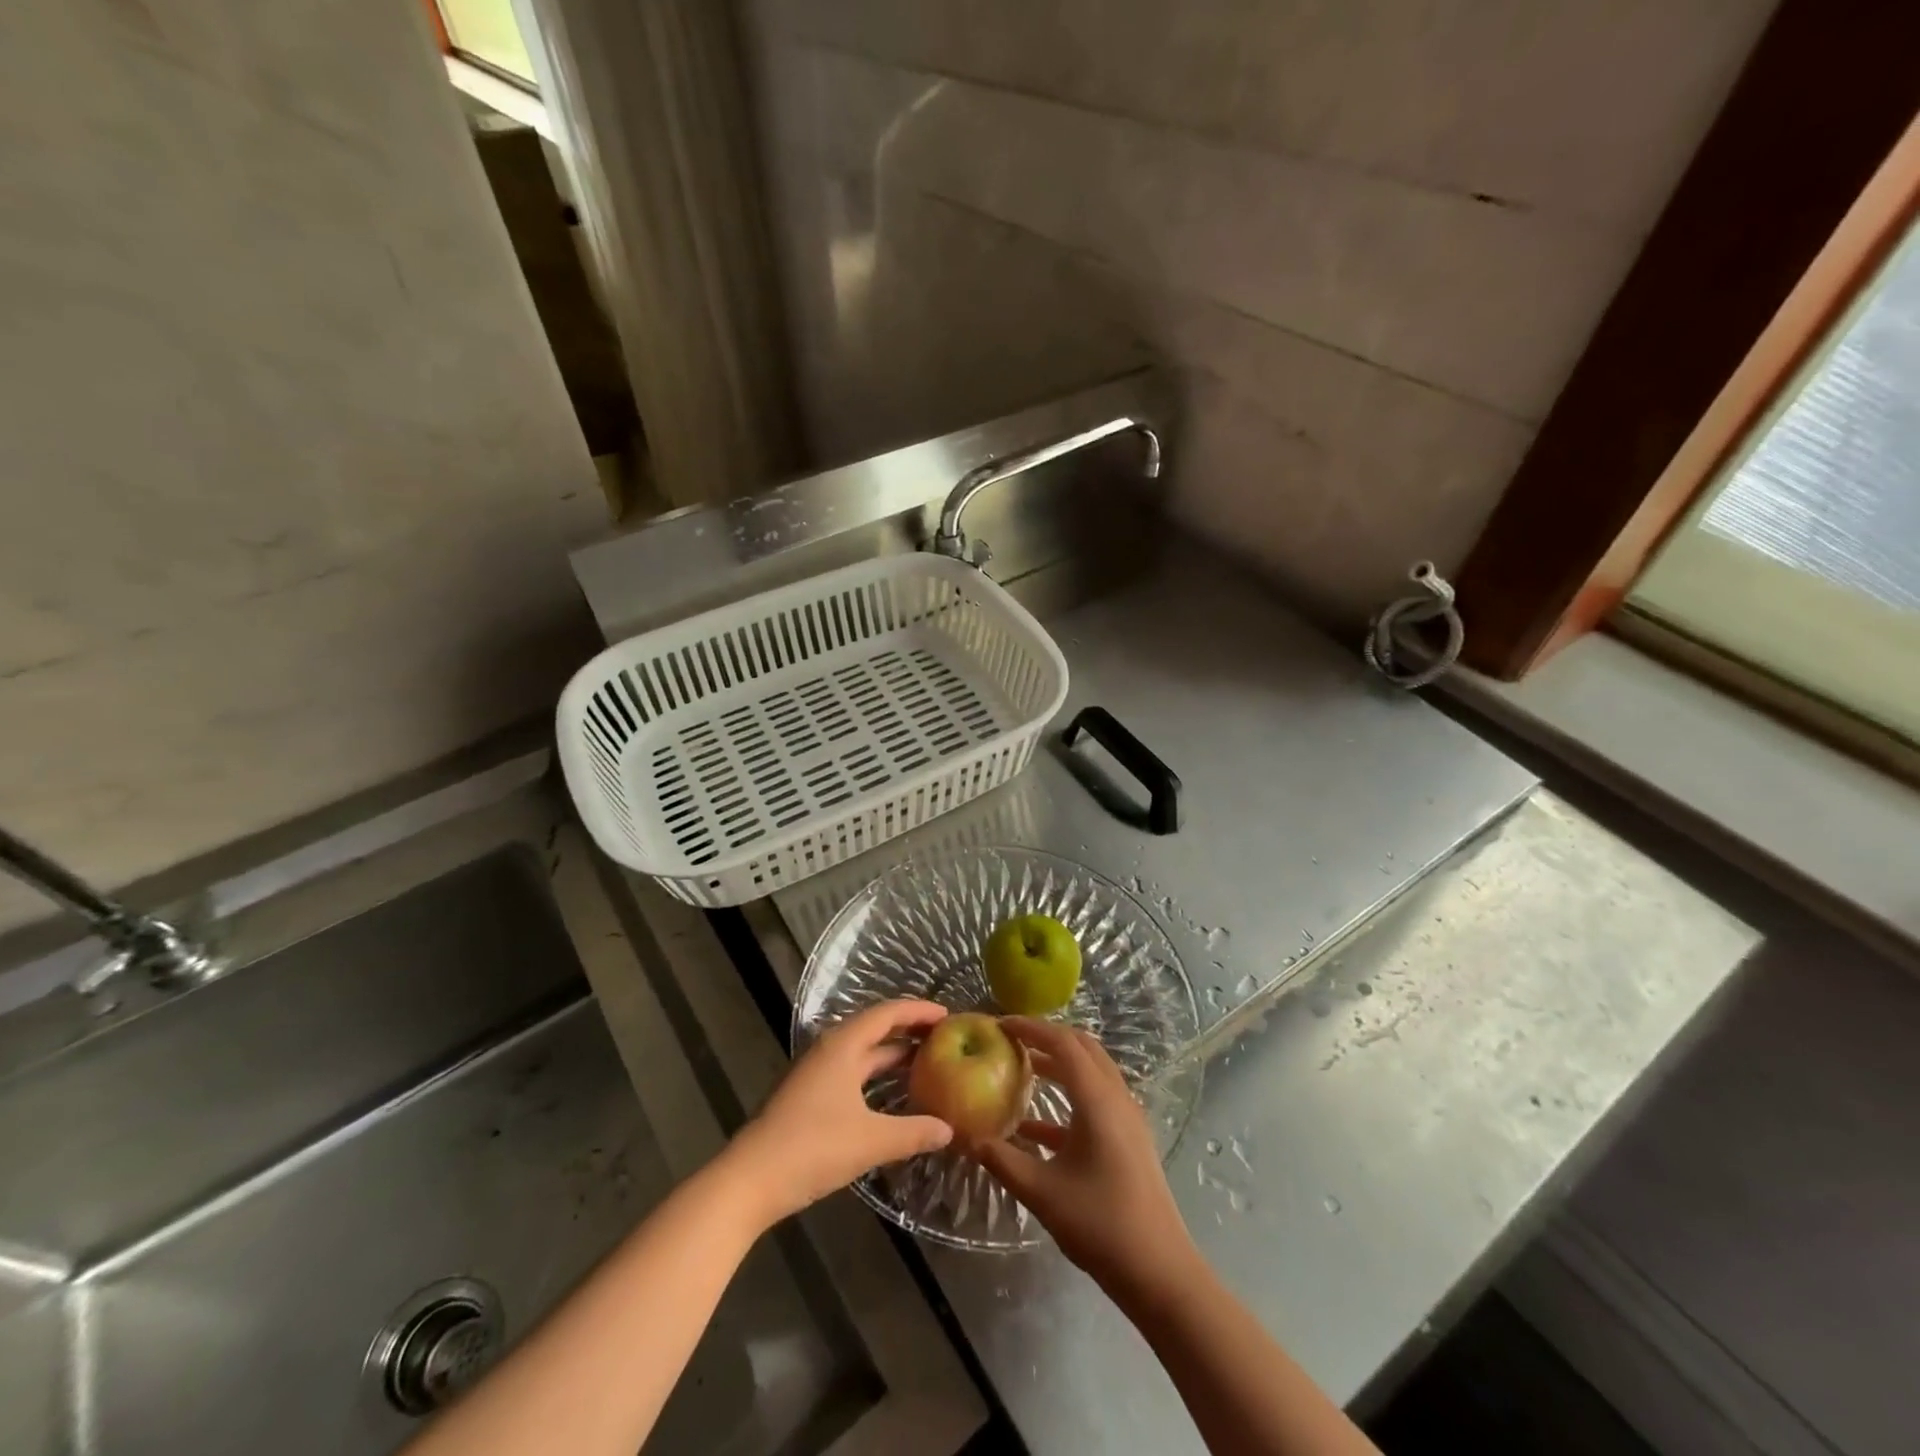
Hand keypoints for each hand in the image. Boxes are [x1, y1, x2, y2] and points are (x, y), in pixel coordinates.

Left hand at [726, 999, 953, 1227]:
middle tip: (944, 1039)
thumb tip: (949, 1129)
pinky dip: (876, 1077)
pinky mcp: (809, 1096)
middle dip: (909, 1032)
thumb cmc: (812, 1147)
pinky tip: (892, 1096)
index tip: (949, 1016)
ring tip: (927, 1064)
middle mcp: (830, 1049)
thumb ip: (913, 1132)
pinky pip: (852, 1073)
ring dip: (892, 1056)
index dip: (919, 1011)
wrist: (749, 1181)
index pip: (888, 1013)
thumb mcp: (871, 1141)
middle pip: (875, 1029)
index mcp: (843, 1045)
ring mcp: (816, 1073)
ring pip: (863, 1054)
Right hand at [970, 1018, 1198, 1306]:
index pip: (1063, 1043)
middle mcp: (1116, 1097)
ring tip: (1021, 1068)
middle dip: (1046, 1037)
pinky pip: (1096, 1100)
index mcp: (1098, 1100)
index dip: (1031, 1028)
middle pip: (1082, 1048)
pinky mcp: (1128, 1139)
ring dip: (1058, 1064)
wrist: (1159, 1273)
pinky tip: (1034, 1126)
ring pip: (1091, 1072)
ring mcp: (1127, 1118)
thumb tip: (966, 1137)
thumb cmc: (1101, 1224)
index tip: (1000, 1024)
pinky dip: (1067, 1098)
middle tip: (1011, 1039)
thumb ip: (1002, 1160)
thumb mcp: (1042, 1192)